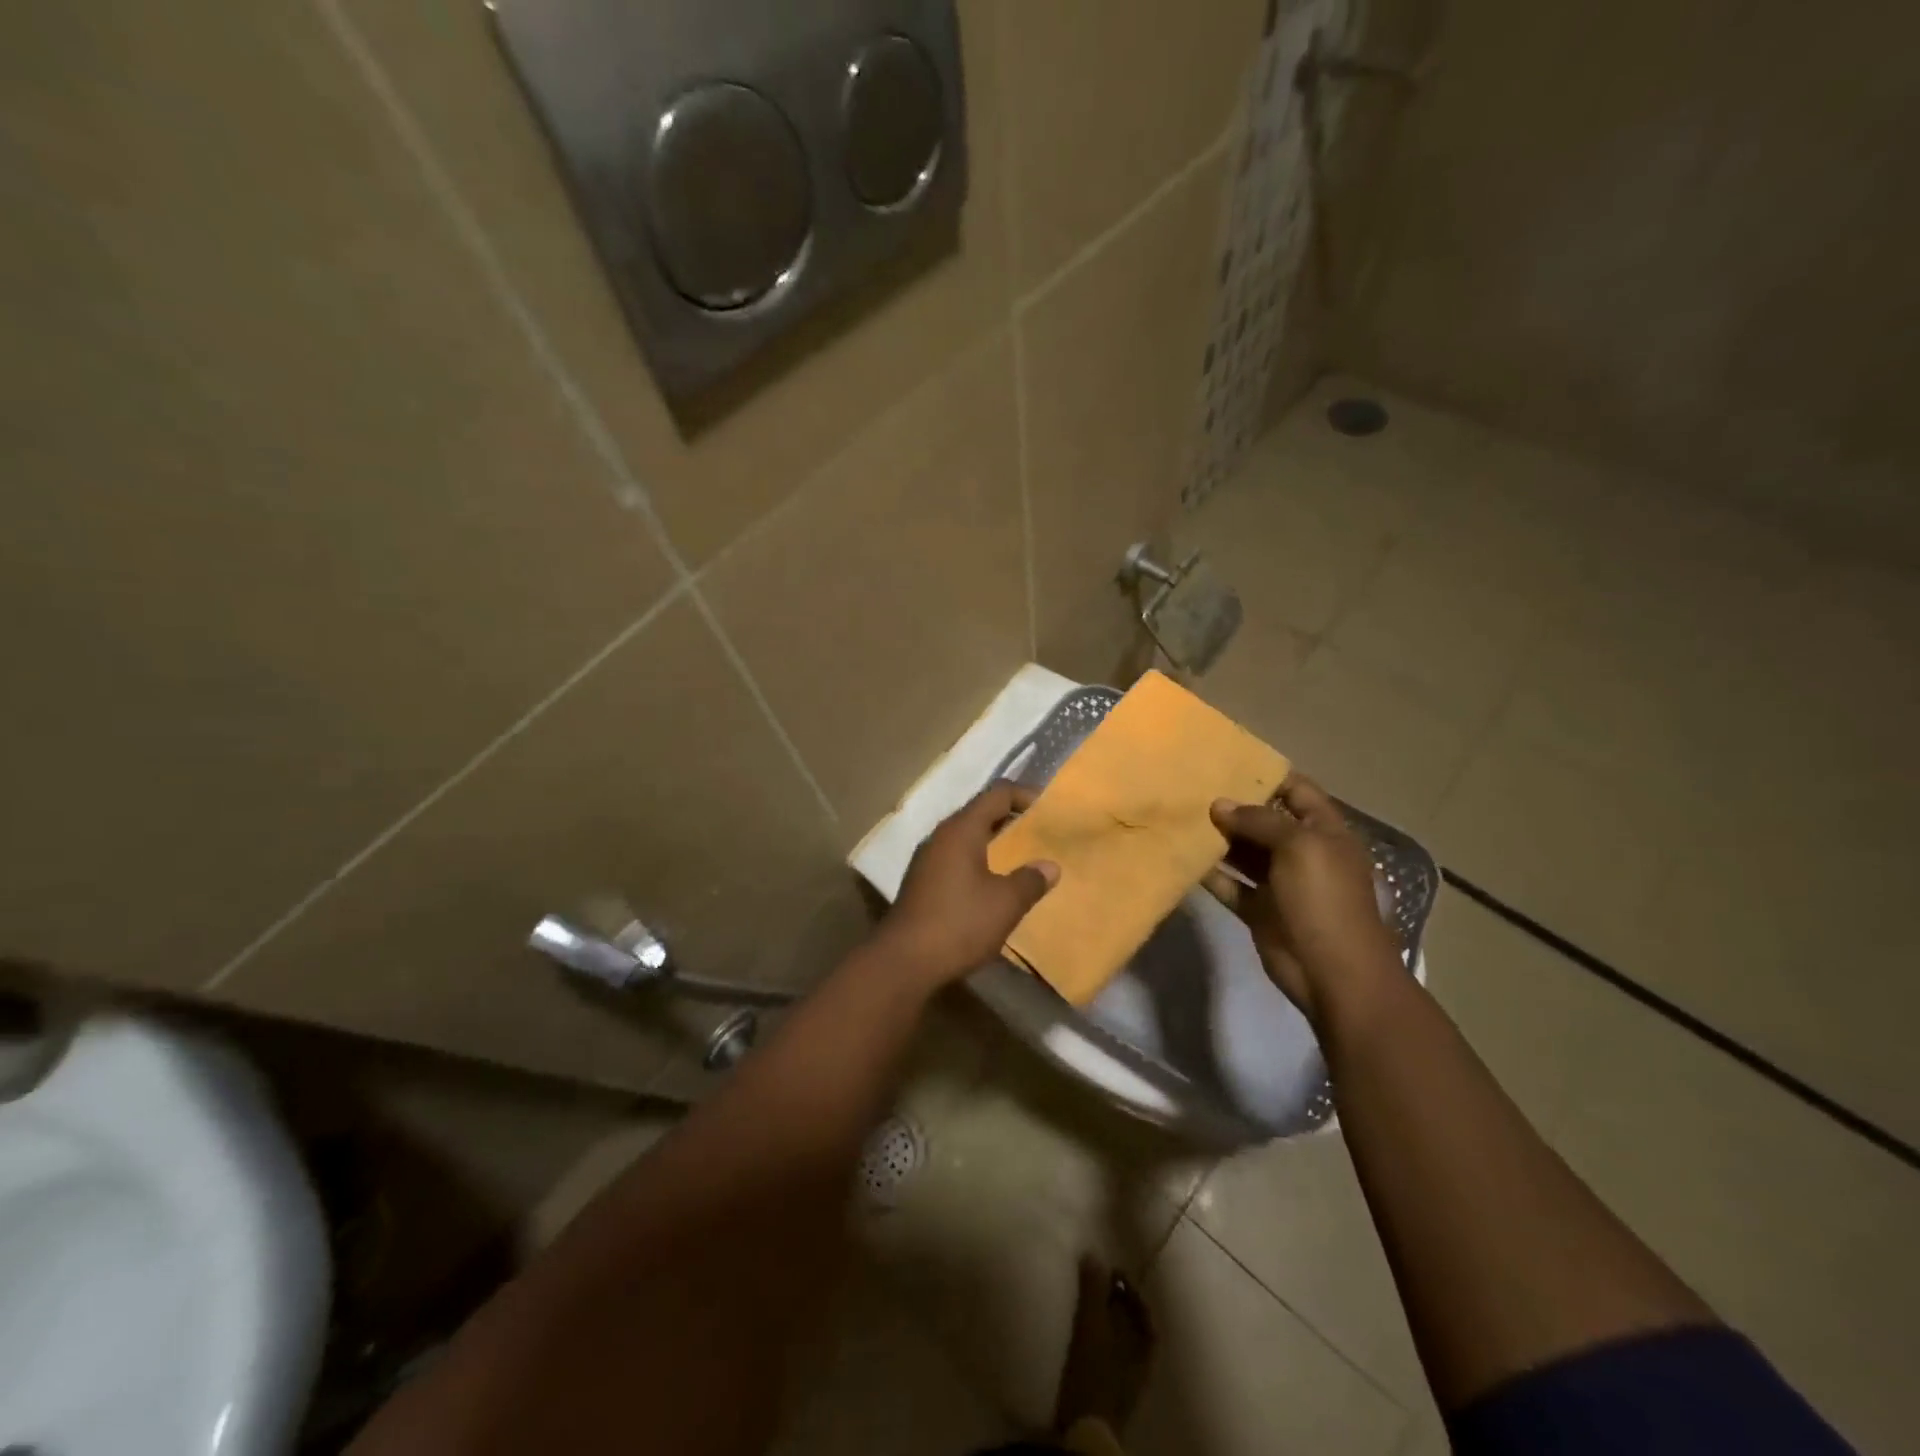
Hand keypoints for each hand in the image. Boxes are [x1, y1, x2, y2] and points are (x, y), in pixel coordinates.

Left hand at [879, 783, 1058, 985]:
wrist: (904, 961)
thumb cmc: (959, 923)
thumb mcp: (1005, 903)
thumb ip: (1031, 880)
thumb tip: (1049, 867)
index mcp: (961, 830)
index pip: (997, 794)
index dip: (1024, 796)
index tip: (1048, 812)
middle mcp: (941, 837)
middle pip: (980, 813)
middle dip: (1010, 820)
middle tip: (1039, 834)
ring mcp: (927, 860)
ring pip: (966, 838)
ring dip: (993, 843)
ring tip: (1020, 859)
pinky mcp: (922, 883)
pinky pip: (955, 859)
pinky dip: (978, 862)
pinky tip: (992, 886)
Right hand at [1207, 775, 1399, 1026]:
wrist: (1334, 972)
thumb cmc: (1324, 899)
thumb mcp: (1299, 846)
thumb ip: (1259, 821)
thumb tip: (1219, 805)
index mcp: (1324, 832)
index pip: (1297, 791)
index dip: (1267, 776)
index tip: (1227, 763)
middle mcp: (1302, 853)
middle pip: (1265, 821)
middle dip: (1234, 806)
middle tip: (1192, 789)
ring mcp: (1280, 883)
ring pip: (1244, 853)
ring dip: (1218, 838)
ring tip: (1182, 817)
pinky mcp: (1259, 910)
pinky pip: (1231, 885)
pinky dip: (1210, 873)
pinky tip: (1184, 858)